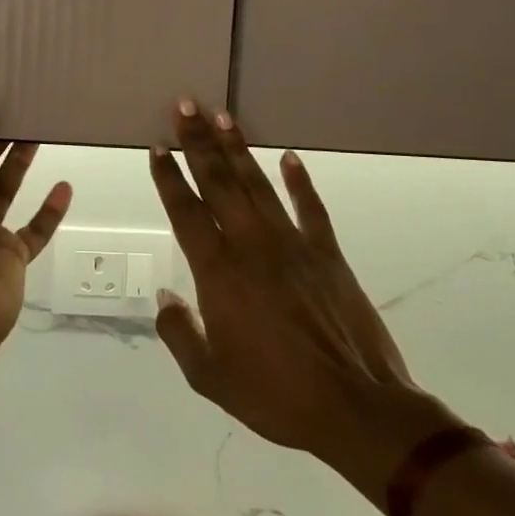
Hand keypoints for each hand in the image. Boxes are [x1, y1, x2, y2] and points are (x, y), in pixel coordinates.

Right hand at [149, 101, 458, 505]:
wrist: (356, 409)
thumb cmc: (275, 394)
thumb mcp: (209, 376)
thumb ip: (180, 333)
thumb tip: (165, 296)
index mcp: (218, 272)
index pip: (186, 211)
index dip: (169, 177)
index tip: (157, 147)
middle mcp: (251, 246)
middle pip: (219, 183)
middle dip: (198, 142)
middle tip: (185, 106)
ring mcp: (292, 245)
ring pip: (258, 185)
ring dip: (238, 149)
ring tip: (222, 116)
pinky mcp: (328, 255)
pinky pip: (310, 208)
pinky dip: (300, 181)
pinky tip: (289, 157)